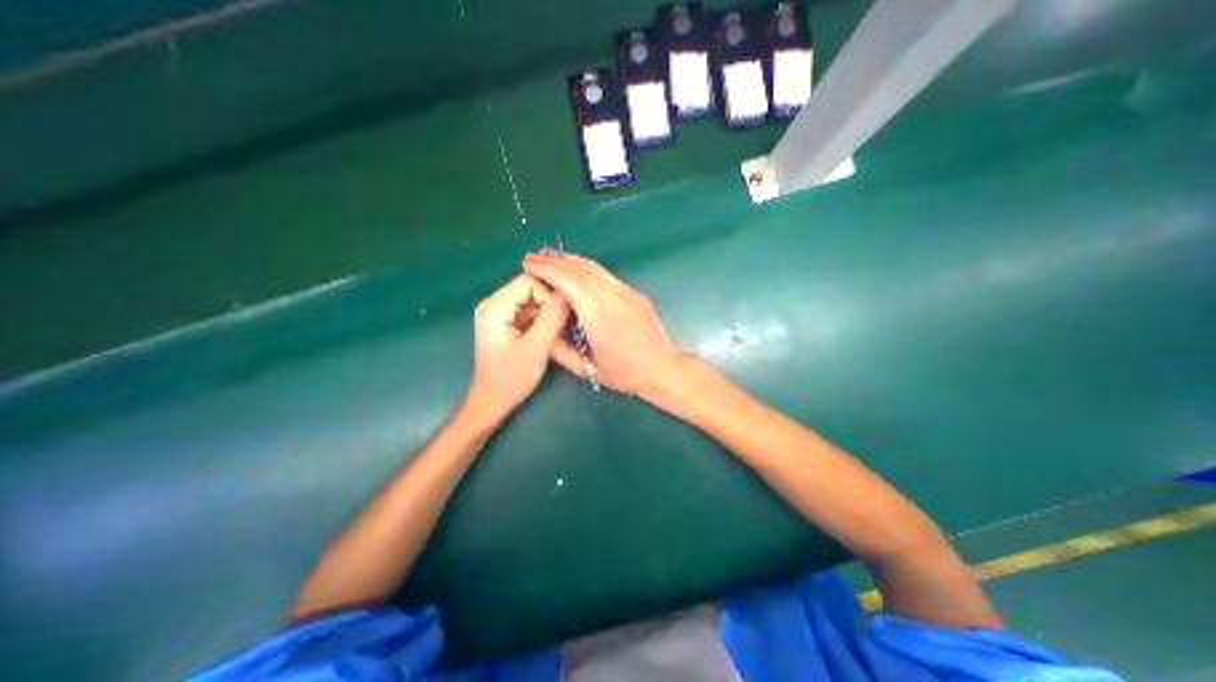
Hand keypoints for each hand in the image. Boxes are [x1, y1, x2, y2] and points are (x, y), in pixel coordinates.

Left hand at [466, 271, 570, 422]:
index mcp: (495, 306)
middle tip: (567, 321)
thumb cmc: (510, 379)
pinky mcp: (507, 323)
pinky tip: (552, 332)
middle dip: (551, 302)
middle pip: (531, 287)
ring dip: (549, 311)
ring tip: (562, 328)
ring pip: (533, 299)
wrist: (492, 402)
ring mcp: (500, 313)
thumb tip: (568, 294)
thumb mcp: (536, 348)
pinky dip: (544, 319)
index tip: (566, 313)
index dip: (551, 293)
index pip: (529, 280)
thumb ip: (552, 318)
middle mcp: (495, 303)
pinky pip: (531, 311)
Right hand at [522, 250, 687, 398]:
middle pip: (581, 268)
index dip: (546, 269)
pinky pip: (605, 275)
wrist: (664, 368)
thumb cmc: (625, 373)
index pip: (569, 281)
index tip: (528, 263)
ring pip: (595, 268)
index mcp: (599, 314)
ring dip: (570, 260)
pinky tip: (577, 272)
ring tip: (551, 258)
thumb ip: (560, 349)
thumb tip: (542, 329)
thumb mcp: (586, 369)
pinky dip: (586, 268)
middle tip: (534, 256)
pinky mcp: (634, 293)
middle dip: (555, 260)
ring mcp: (627, 292)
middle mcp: (614, 296)